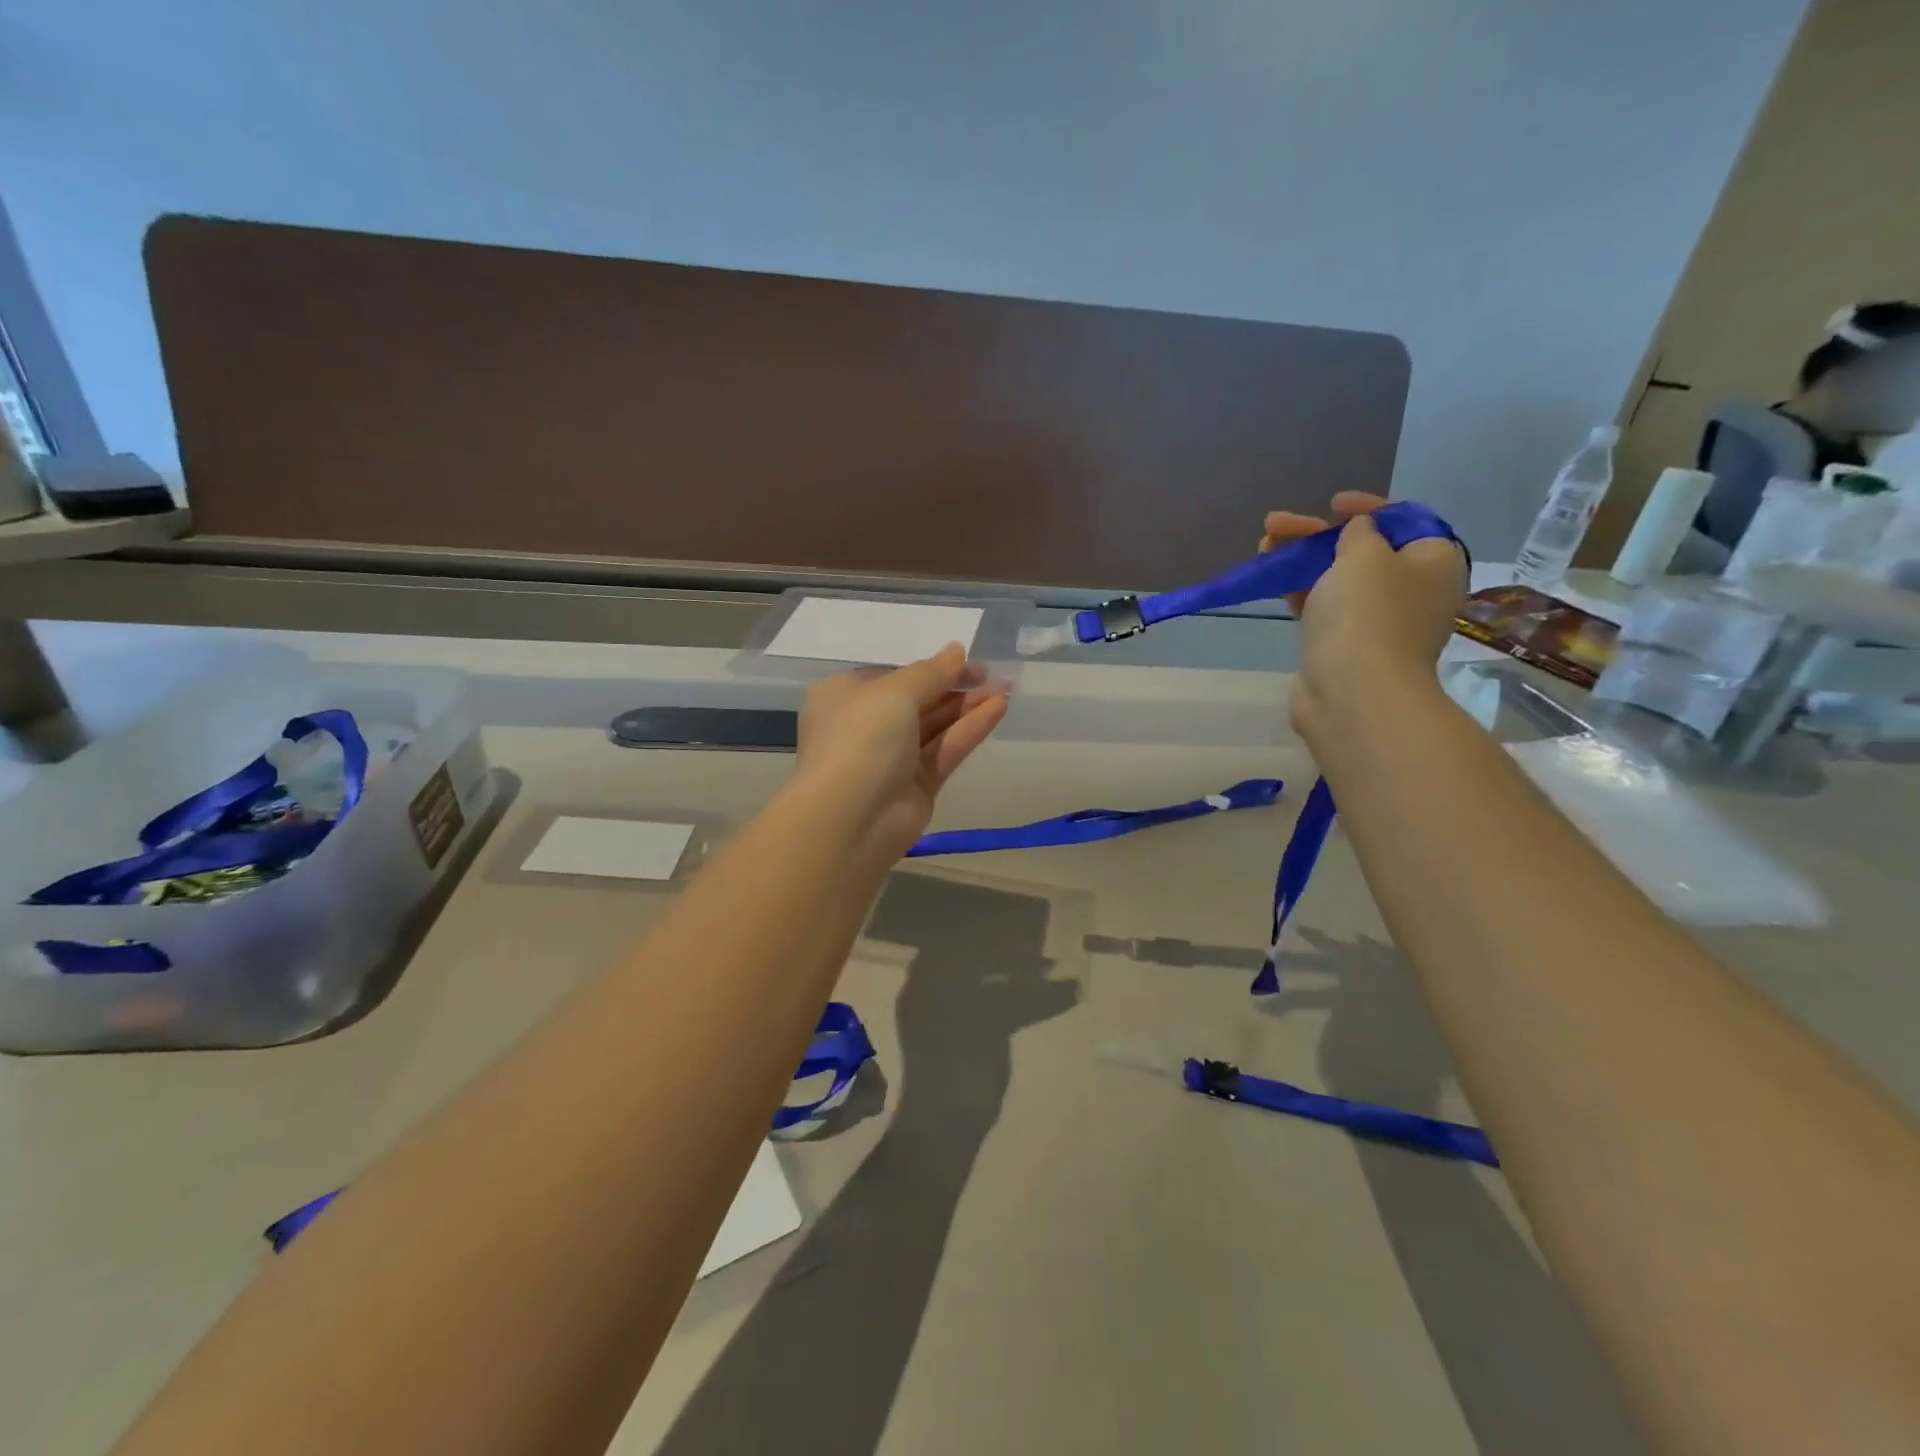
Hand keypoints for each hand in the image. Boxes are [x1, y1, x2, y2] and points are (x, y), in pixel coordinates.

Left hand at [791, 645, 1008, 859]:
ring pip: (935, 726)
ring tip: (1006, 688)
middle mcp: (866, 725)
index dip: (932, 668)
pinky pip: (945, 750)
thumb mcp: (895, 693)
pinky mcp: (916, 786)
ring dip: (968, 707)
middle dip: (956, 687)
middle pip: (918, 701)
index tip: (967, 662)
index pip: (893, 676)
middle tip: (995, 676)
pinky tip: (998, 709)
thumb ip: (931, 672)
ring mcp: (892, 759)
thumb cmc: (861, 739)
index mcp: (845, 696)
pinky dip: (969, 730)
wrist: (850, 819)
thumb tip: (956, 650)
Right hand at [1261, 492, 1465, 734]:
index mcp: (1434, 562)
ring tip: (1263, 548)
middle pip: (1363, 550)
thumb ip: (1359, 532)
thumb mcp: (1364, 554)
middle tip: (1275, 525)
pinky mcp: (1346, 647)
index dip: (1367, 507)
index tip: (1332, 504)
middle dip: (1317, 535)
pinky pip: (1324, 608)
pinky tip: (1273, 581)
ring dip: (1301, 560)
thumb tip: (1359, 533)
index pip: (1405, 521)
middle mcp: (1413, 591)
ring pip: (1338, 579)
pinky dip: (1301, 591)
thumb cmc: (1367, 614)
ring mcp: (1379, 623)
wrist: (1352, 693)